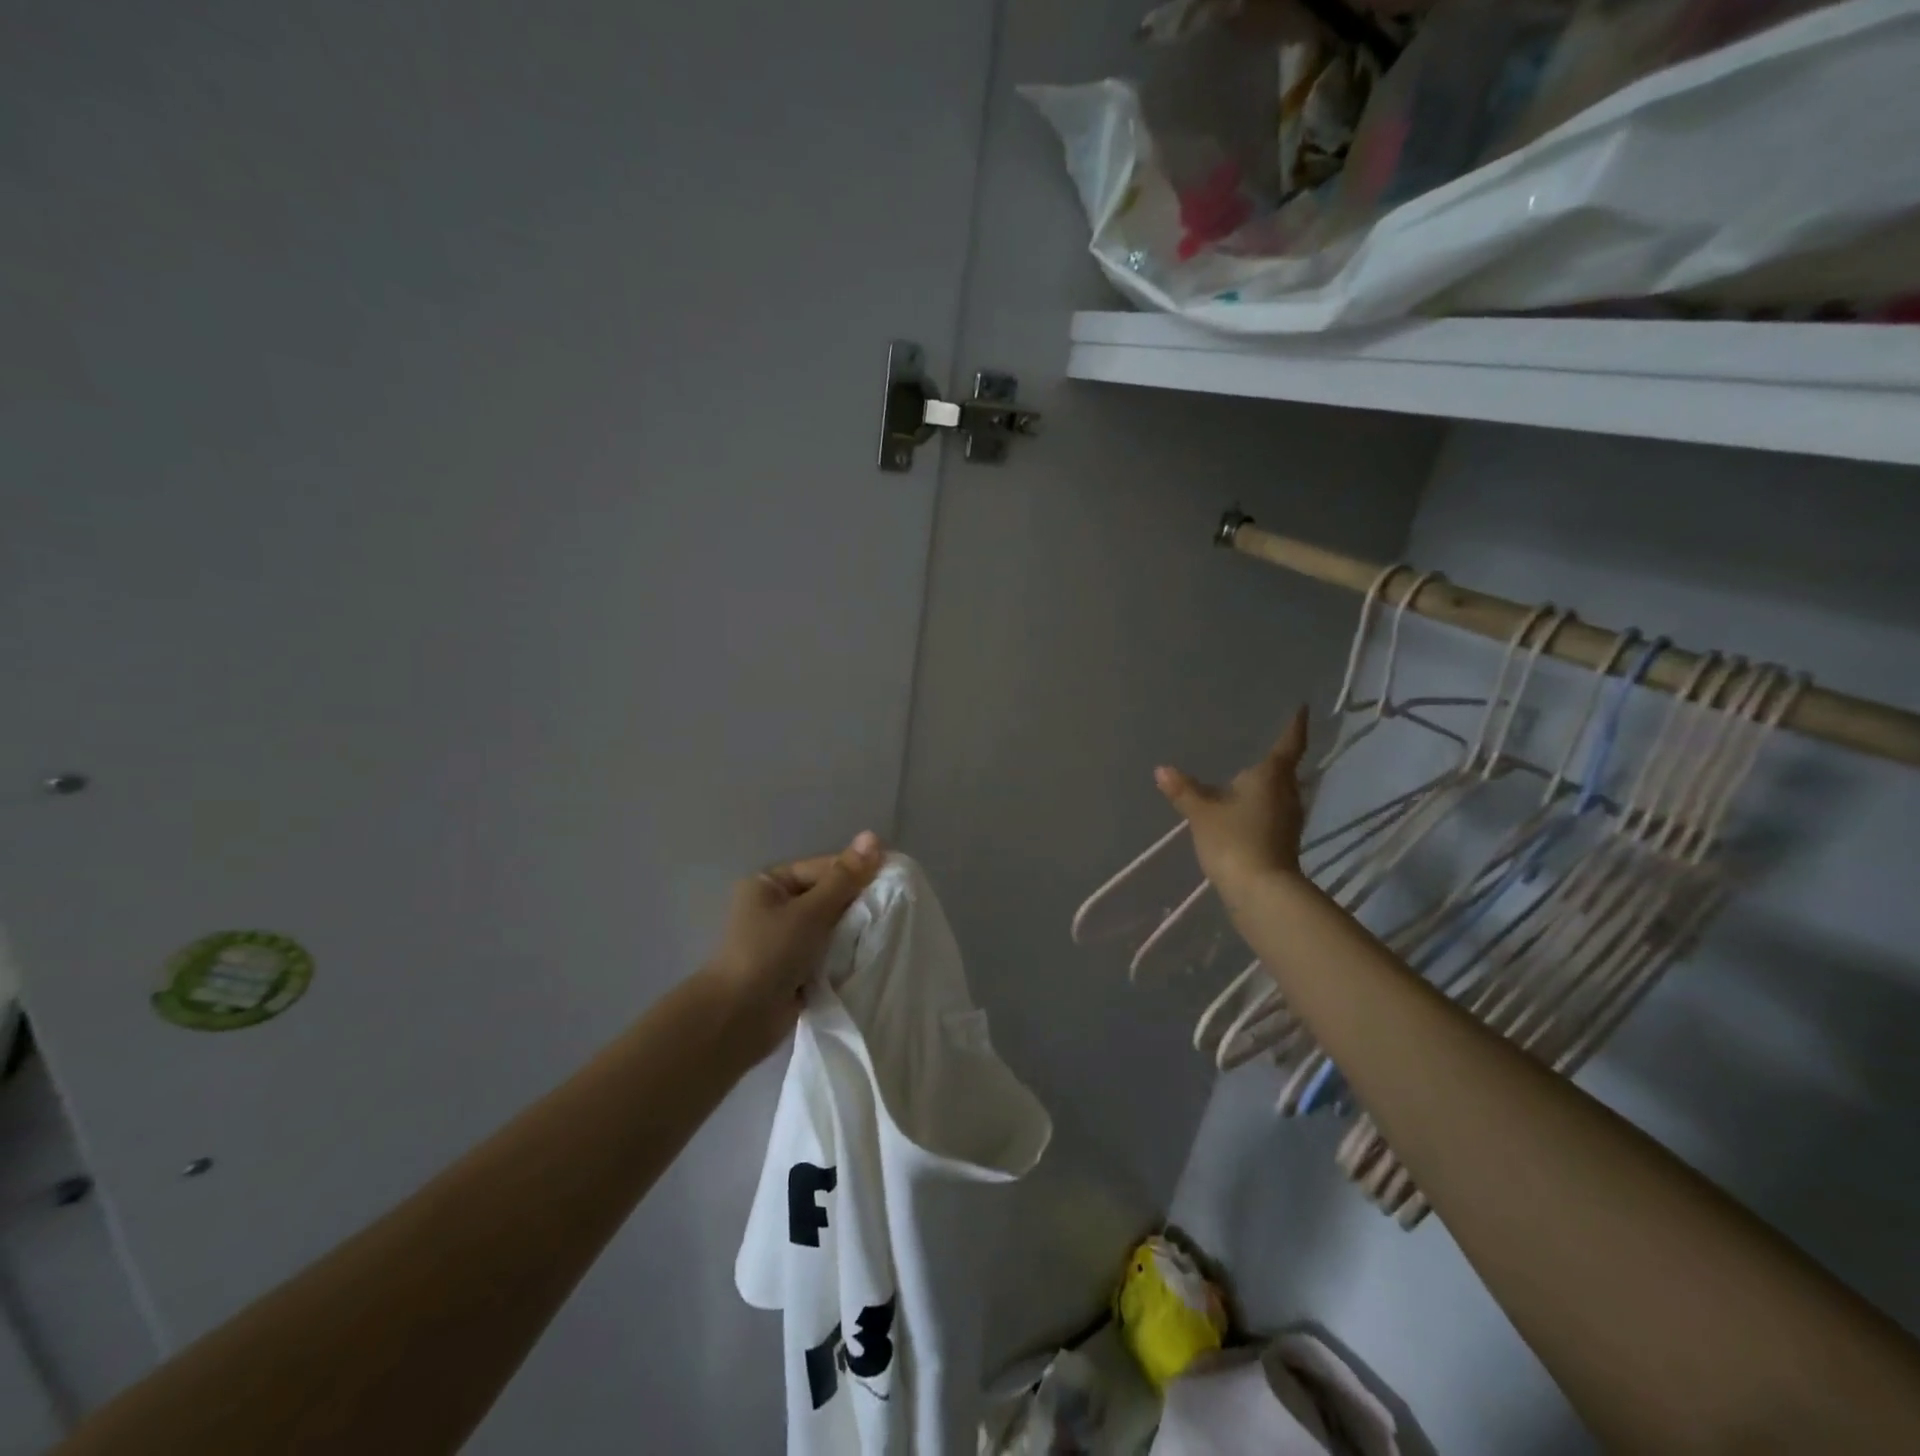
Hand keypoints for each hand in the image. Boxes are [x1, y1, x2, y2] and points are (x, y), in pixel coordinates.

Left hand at [701, 832, 884, 1058]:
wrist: (739, 1018)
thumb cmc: (770, 953)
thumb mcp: (811, 911)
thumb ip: (844, 878)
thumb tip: (872, 836)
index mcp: (770, 884)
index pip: (823, 868)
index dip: (856, 871)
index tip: (892, 880)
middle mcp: (775, 907)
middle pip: (827, 896)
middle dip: (856, 904)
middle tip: (893, 908)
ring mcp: (784, 940)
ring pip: (830, 926)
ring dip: (852, 932)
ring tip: (885, 931)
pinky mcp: (793, 969)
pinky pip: (827, 952)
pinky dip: (844, 954)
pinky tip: (869, 954)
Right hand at [1155, 707, 1310, 906]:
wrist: (1261, 891)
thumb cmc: (1234, 840)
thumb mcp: (1202, 813)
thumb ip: (1184, 790)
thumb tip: (1162, 769)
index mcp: (1271, 777)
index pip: (1288, 745)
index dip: (1294, 726)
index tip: (1301, 708)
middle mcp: (1288, 793)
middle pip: (1285, 771)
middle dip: (1275, 759)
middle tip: (1261, 743)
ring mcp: (1290, 820)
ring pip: (1280, 793)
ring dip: (1267, 785)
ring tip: (1248, 776)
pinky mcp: (1285, 841)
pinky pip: (1274, 813)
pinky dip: (1262, 806)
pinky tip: (1245, 810)